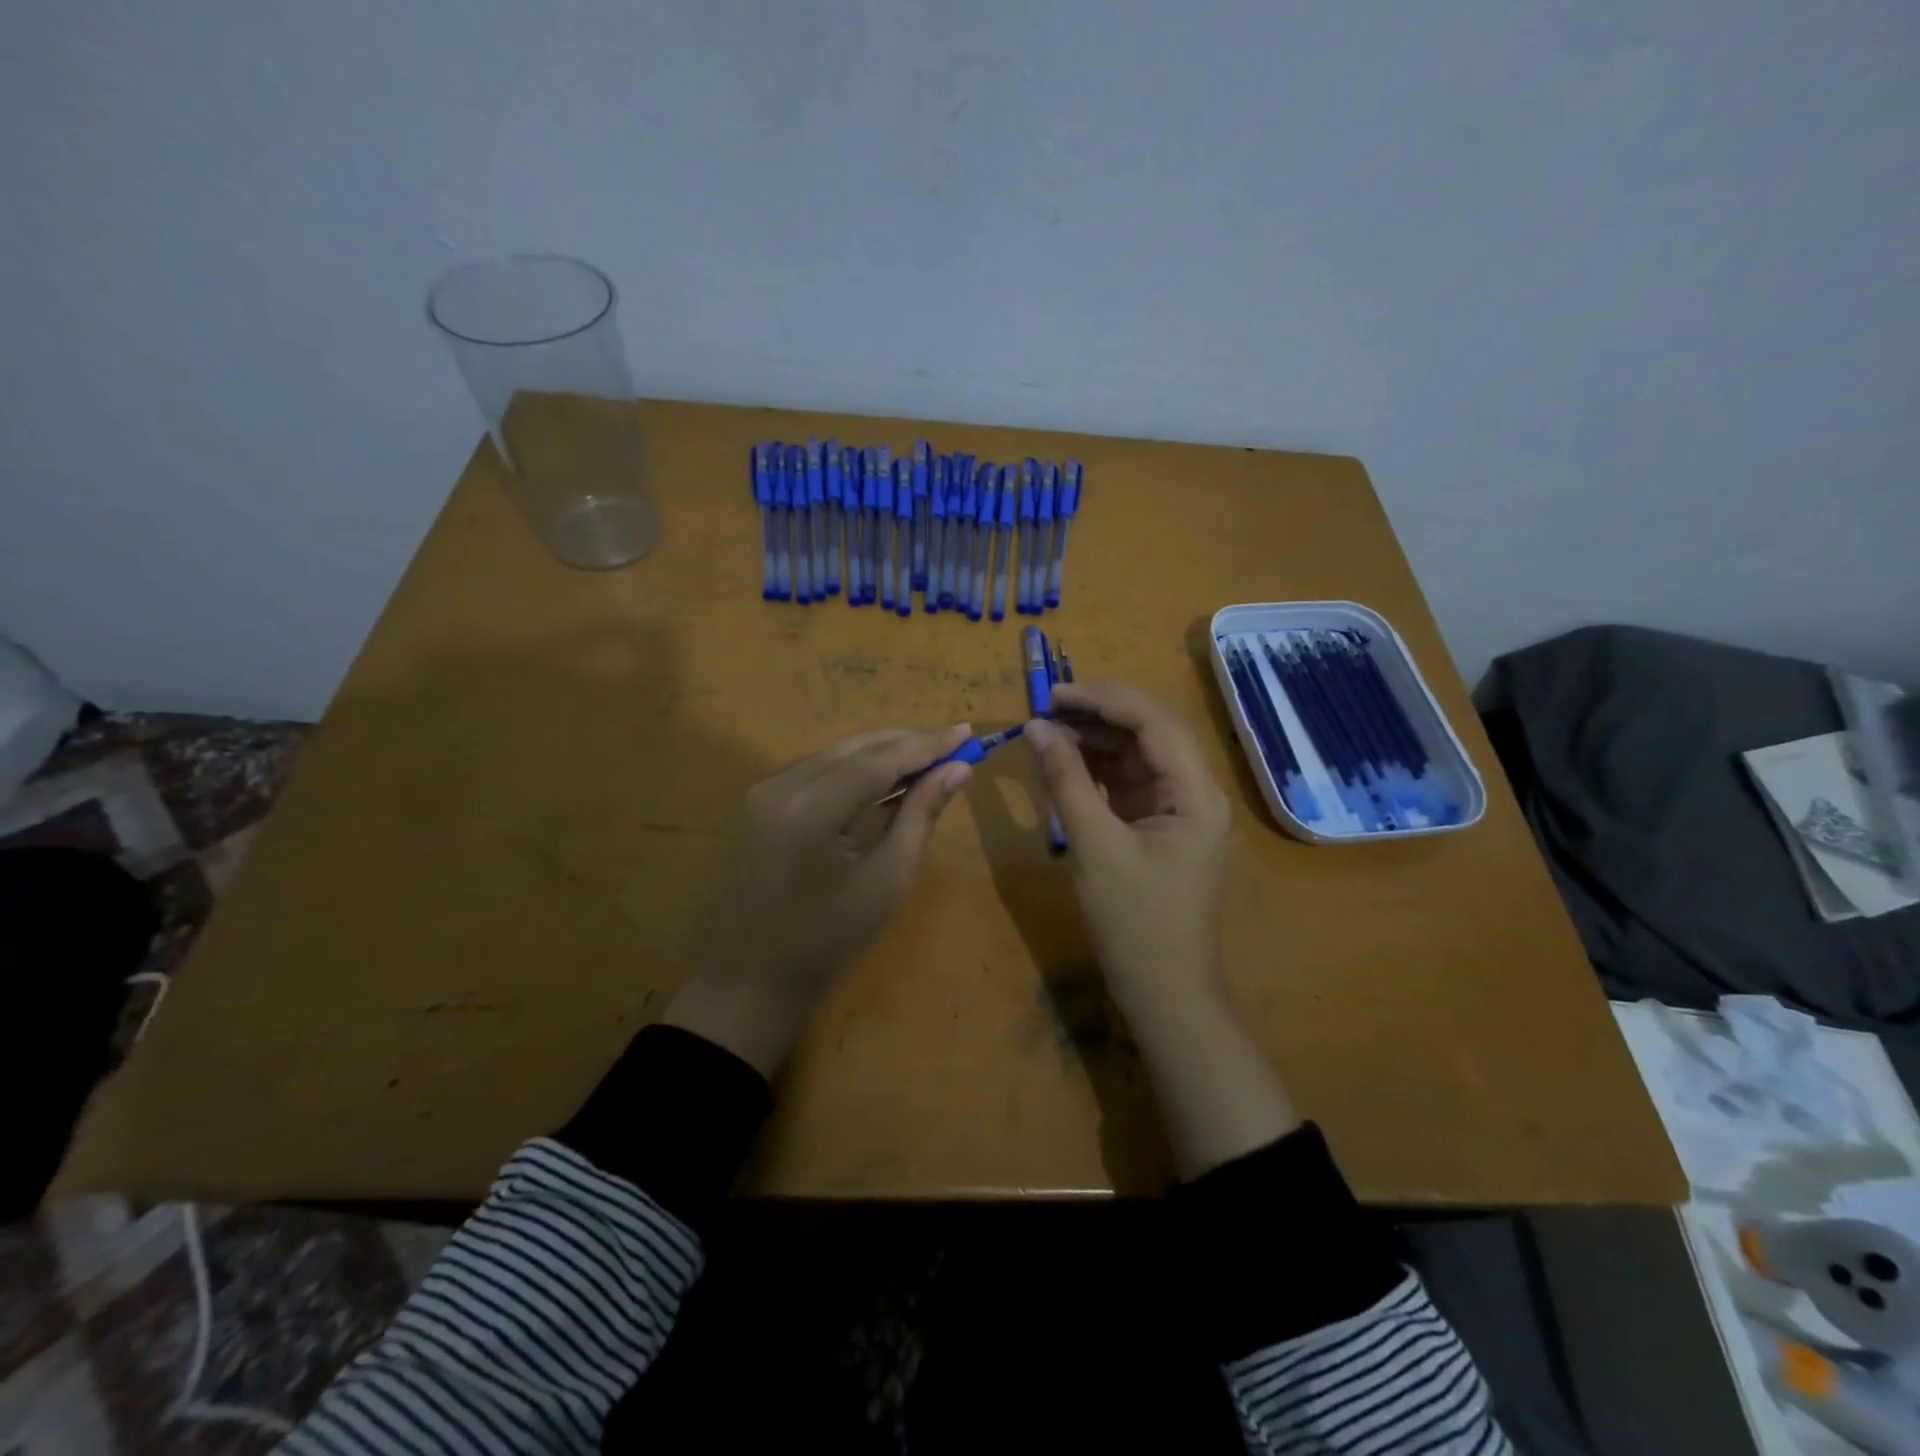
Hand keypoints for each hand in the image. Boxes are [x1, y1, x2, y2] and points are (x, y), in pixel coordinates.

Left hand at [665, 724, 972, 1075]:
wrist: (754, 980)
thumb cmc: (828, 941)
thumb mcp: (888, 880)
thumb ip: (921, 815)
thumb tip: (958, 770)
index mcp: (810, 810)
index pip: (878, 761)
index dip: (926, 745)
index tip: (967, 732)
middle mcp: (781, 787)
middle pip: (855, 749)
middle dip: (906, 744)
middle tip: (954, 744)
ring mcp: (765, 792)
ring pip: (836, 755)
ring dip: (882, 754)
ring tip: (929, 759)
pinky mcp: (762, 803)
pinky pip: (818, 772)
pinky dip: (855, 770)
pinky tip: (887, 778)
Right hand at [1026, 684, 1298, 1177]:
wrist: (1166, 995)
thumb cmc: (1135, 924)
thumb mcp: (1094, 847)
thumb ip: (1066, 781)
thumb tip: (1037, 728)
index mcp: (1195, 793)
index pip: (1153, 722)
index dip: (1103, 699)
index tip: (1053, 694)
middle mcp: (1193, 793)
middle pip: (1148, 733)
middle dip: (1098, 715)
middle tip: (1045, 708)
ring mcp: (1176, 811)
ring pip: (1136, 757)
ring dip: (1095, 741)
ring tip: (1047, 731)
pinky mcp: (1158, 829)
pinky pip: (1127, 785)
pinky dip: (1096, 772)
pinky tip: (1064, 763)